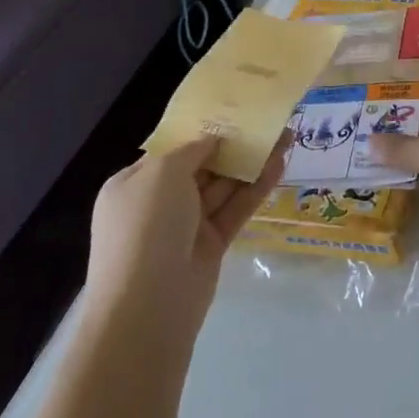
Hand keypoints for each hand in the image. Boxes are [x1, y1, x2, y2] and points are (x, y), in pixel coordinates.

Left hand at [86, 136, 283, 332]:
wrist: (148, 304)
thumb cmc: (146, 226)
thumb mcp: (162, 173)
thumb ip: (192, 150)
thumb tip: (212, 141)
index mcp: (133, 184)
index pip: (171, 152)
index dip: (201, 132)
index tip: (232, 113)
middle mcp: (158, 203)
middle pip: (202, 167)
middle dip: (232, 146)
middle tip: (266, 123)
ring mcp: (186, 226)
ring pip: (223, 187)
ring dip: (251, 163)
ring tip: (285, 136)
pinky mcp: (211, 245)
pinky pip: (236, 209)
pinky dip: (256, 188)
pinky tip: (280, 165)